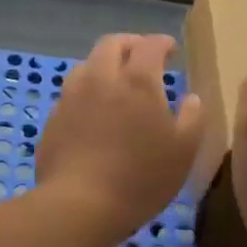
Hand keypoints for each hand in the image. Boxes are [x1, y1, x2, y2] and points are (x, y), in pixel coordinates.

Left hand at [36, 34, 204, 238]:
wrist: (79, 204)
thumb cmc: (140, 177)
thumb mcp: (183, 151)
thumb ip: (193, 118)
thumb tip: (192, 98)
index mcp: (137, 80)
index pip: (149, 45)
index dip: (161, 42)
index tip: (171, 49)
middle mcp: (101, 78)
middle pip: (112, 44)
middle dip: (130, 44)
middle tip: (142, 56)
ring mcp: (72, 96)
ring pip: (87, 64)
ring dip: (104, 64)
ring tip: (115, 81)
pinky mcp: (54, 118)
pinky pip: (71, 93)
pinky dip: (86, 92)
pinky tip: (93, 112)